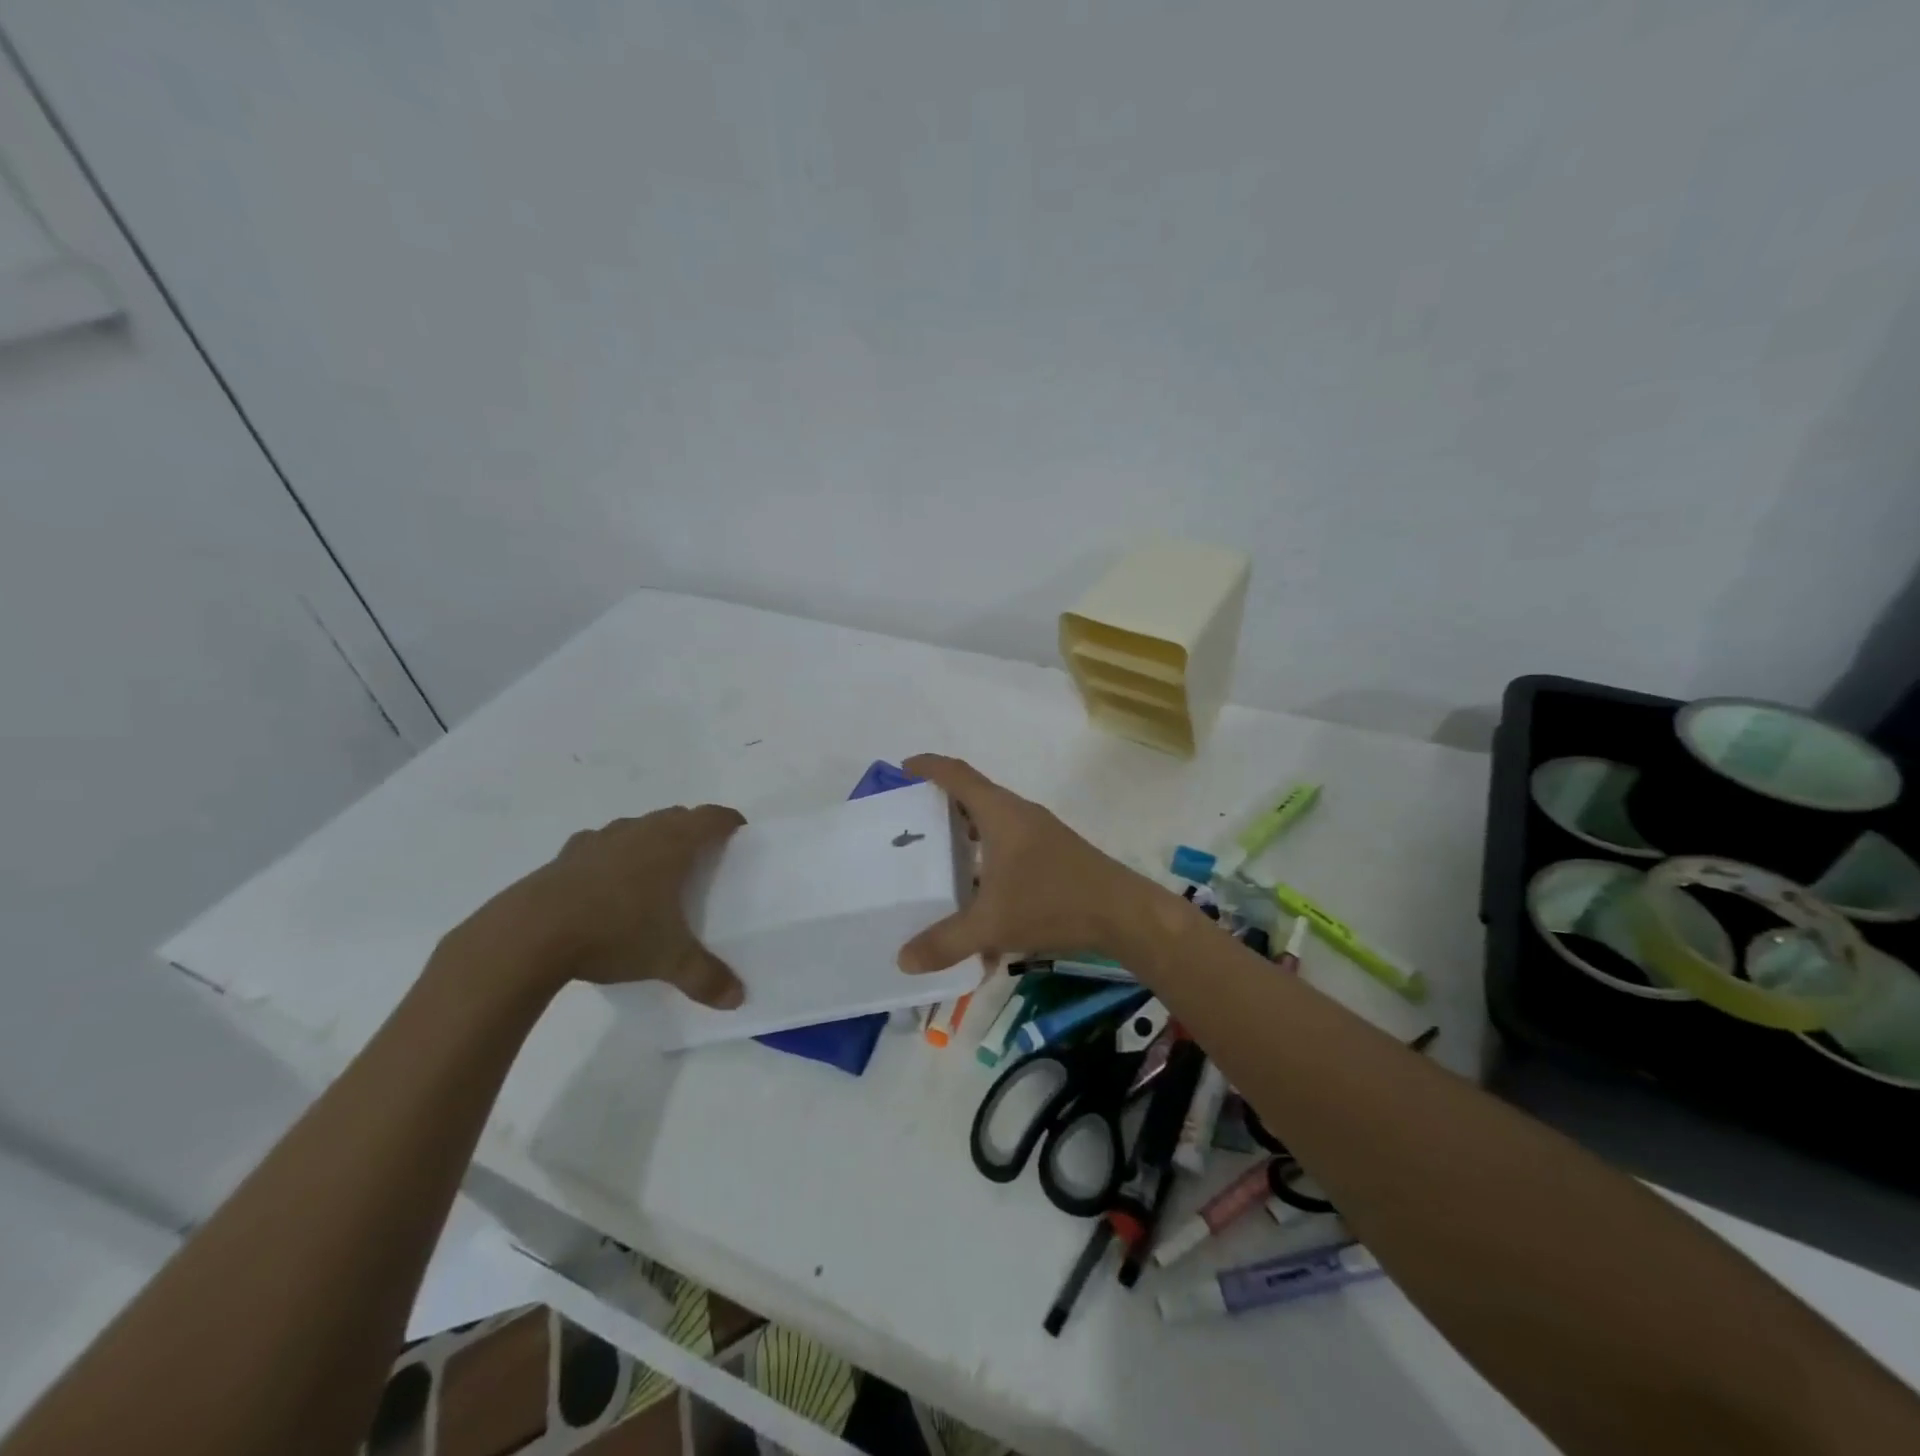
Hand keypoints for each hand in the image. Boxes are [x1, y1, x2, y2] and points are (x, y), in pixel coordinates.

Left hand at [451, 804, 748, 1007]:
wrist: (529, 935)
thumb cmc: (613, 933)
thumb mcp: (667, 960)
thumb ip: (706, 978)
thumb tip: (738, 998)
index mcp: (672, 844)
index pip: (712, 817)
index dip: (729, 822)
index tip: (740, 836)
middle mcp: (640, 831)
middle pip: (677, 816)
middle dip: (694, 831)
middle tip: (704, 860)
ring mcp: (600, 839)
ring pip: (638, 827)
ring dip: (653, 839)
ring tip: (656, 871)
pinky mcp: (567, 854)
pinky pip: (601, 843)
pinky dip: (613, 854)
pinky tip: (607, 882)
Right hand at [895, 754, 1177, 972]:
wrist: (1122, 913)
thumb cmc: (1052, 902)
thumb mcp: (992, 925)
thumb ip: (946, 942)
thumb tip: (903, 960)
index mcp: (1000, 813)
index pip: (957, 775)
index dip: (929, 767)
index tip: (903, 768)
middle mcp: (1019, 814)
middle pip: (974, 796)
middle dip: (942, 804)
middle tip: (912, 822)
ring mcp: (1040, 833)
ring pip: (994, 823)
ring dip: (967, 833)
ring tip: (939, 857)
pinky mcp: (1054, 854)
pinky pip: (1009, 845)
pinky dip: (988, 858)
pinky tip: (980, 896)